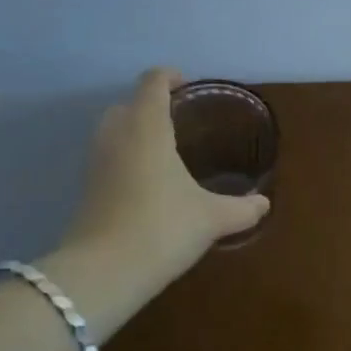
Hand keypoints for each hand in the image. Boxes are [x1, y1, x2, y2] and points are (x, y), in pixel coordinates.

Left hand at [58, 68, 269, 298]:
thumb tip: (264, 204)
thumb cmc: (162, 228)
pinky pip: (107, 158)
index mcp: (147, 127)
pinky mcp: (85, 190)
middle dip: (150, 105)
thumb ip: (242, 208)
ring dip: (134, 131)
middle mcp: (116, 136)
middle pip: (128, 104)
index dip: (170, 77)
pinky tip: (148, 183)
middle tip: (180, 120)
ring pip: (112, 131)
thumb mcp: (212, 218)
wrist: (102, 274)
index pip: (152, 82)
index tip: (188, 85)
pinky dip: (125, 158)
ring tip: (165, 150)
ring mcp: (95, 163)